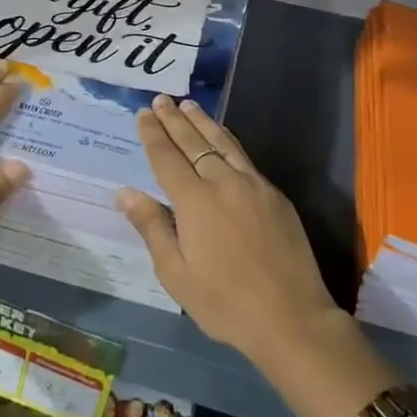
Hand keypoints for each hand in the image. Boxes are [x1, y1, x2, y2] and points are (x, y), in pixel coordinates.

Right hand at [117, 95, 339, 367]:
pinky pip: (244, 156)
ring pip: (222, 142)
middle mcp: (222, 182)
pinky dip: (228, 139)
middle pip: (193, 142)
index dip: (153, 134)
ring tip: (189, 105)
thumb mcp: (176, 274)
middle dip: (174, 120)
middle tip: (161, 99)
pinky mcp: (274, 194)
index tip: (143, 113)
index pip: (167, 157)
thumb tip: (125, 192)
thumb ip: (152, 227)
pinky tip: (223, 137)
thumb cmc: (225, 302)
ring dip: (203, 122)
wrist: (291, 317)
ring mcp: (253, 185)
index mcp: (194, 201)